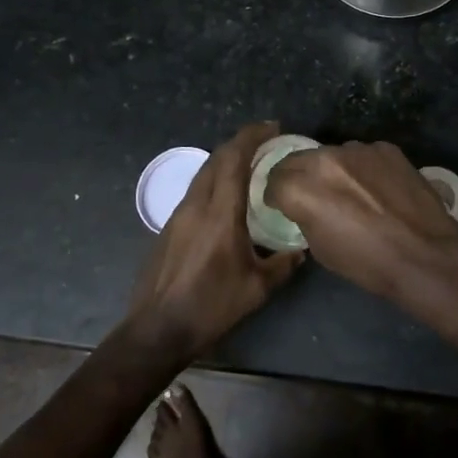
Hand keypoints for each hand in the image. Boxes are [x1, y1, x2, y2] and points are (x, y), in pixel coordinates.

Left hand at [123, 121, 300, 364]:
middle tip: (266, 141)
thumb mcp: (257, 289)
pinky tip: (228, 195)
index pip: (234, 159)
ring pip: (204, 172)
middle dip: (241, 141)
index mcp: (220, 214)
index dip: (252, 136)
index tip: (273, 127)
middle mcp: (197, 205)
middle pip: (217, 158)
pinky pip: (196, 189)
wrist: (156, 329)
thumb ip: (283, 265)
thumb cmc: (210, 307)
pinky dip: (215, 179)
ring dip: (226, 159)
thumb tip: (301, 250)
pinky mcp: (170, 226)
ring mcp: (178, 214)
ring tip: (250, 164)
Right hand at [266, 140, 457, 302]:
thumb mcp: (321, 249)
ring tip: (350, 192)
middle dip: (298, 176)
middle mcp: (325, 159)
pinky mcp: (386, 148)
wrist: (424, 255)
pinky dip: (362, 168)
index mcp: (302, 188)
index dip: (277, 196)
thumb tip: (306, 207)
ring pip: (332, 154)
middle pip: (298, 160)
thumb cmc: (367, 262)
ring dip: (332, 170)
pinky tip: (377, 189)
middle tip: (311, 196)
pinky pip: (363, 154)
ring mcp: (358, 149)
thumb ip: (305, 217)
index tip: (284, 205)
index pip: (274, 181)